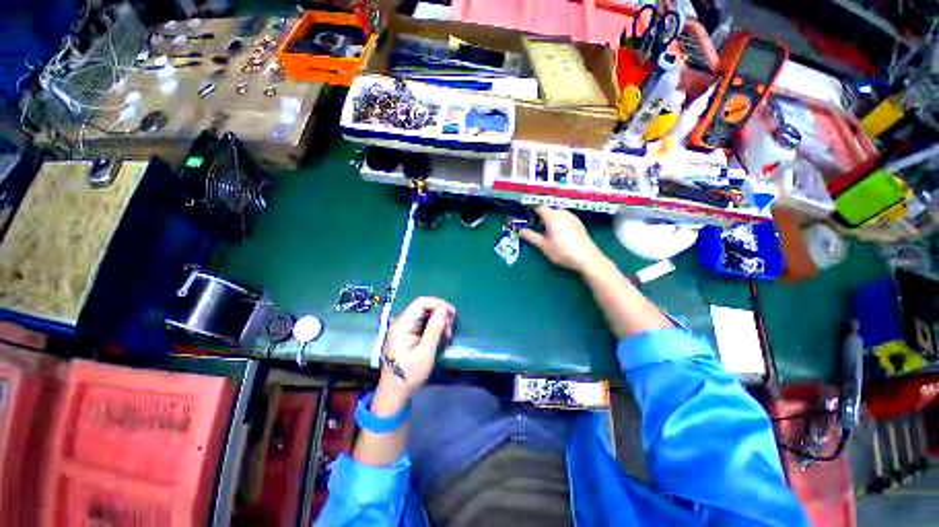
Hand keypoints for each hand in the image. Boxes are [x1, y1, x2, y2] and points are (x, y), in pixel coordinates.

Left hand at [379, 297, 455, 402]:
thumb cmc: (410, 373)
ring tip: (447, 335)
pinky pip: (424, 323)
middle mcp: (403, 322)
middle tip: (450, 330)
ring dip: (439, 321)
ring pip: (426, 314)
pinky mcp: (408, 334)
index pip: (421, 302)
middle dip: (440, 314)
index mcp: (403, 324)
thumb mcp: (426, 352)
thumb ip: (435, 328)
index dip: (438, 303)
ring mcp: (405, 328)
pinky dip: (434, 327)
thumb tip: (444, 309)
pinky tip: (440, 337)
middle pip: (424, 307)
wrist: (394, 392)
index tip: (452, 314)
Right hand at [520, 207, 605, 273]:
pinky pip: (564, 218)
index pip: (539, 207)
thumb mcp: (544, 245)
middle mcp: (562, 213)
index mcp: (552, 217)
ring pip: (557, 214)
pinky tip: (557, 232)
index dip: (530, 209)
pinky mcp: (578, 223)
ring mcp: (572, 217)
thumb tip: (520, 231)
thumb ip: (531, 236)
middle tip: (532, 225)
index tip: (523, 214)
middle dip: (539, 215)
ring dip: (549, 218)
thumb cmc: (563, 251)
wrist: (587, 258)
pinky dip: (558, 221)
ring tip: (544, 230)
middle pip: (548, 210)